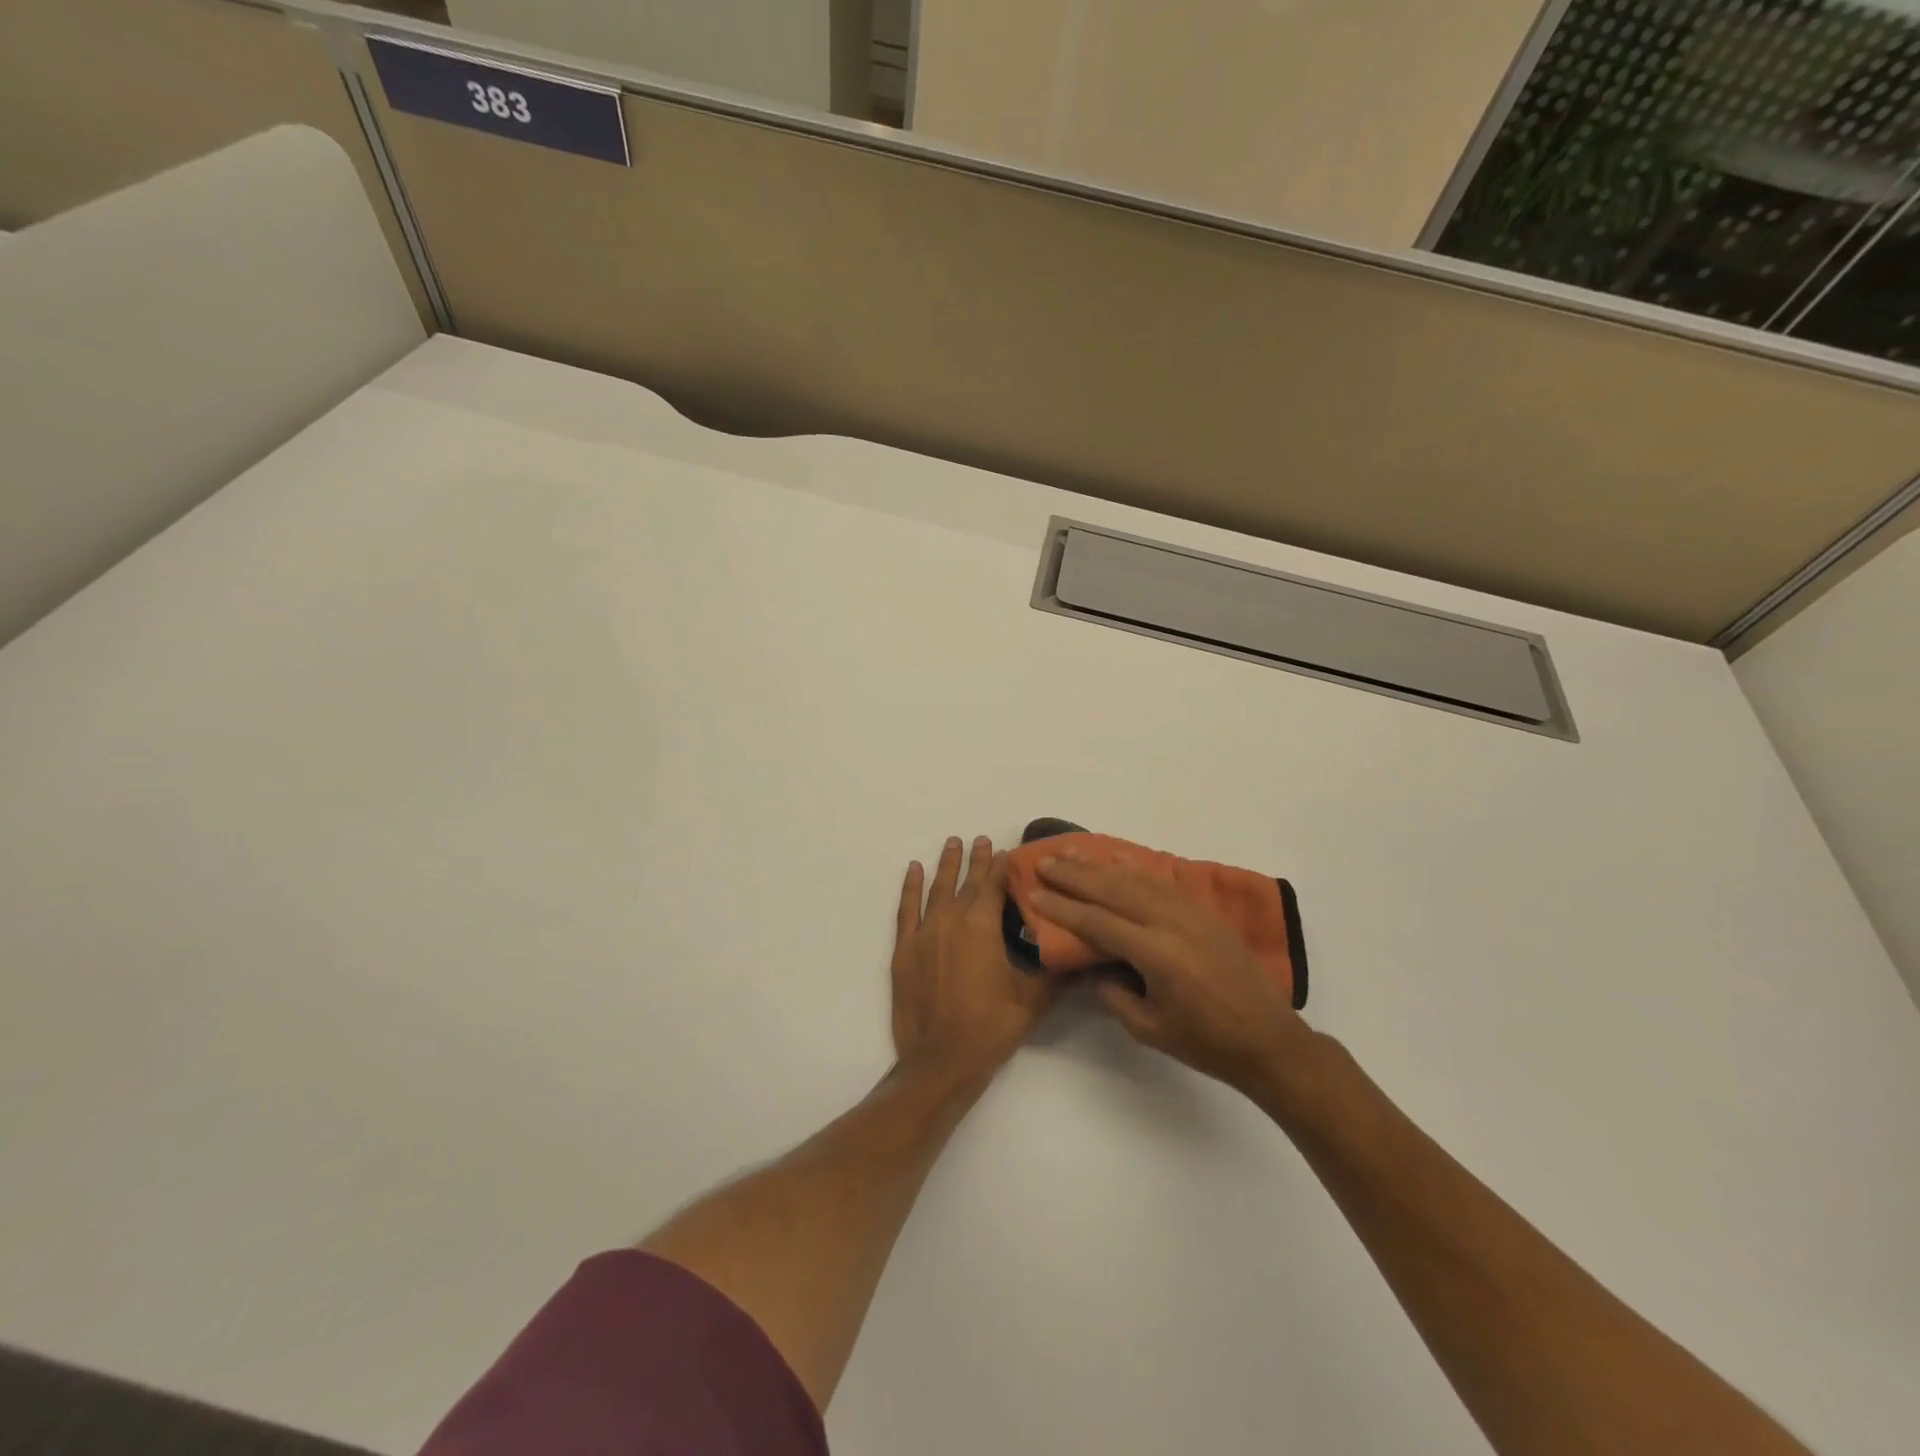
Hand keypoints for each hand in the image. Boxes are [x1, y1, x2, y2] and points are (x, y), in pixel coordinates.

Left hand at [891, 836, 1057, 1092]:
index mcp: (981, 926)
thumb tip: (1084, 953)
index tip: (1008, 851)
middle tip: (982, 839)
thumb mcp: (1033, 1000)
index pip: (995, 886)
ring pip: (936, 889)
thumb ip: (1057, 972)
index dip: (1003, 867)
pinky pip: (907, 909)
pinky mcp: (904, 950)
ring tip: (952, 842)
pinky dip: (910, 887)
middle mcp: (951, 920)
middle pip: (967, 882)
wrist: (940, 1061)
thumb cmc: (990, 1027)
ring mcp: (924, 933)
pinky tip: (914, 869)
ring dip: (946, 865)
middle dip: (977, 860)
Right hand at [1029, 855, 1313, 1098]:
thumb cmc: (1205, 1042)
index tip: (1034, 892)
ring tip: (1071, 851)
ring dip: (1100, 865)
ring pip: (1136, 879)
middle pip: (1113, 890)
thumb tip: (1093, 966)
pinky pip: (1161, 882)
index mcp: (1156, 953)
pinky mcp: (1204, 912)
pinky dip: (1133, 870)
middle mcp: (1171, 922)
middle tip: (1044, 862)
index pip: (1097, 922)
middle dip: (1075, 875)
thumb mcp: (1148, 1028)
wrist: (1269, 1039)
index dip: (1062, 907)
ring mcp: (1191, 912)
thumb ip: (1113, 993)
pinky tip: (1116, 862)